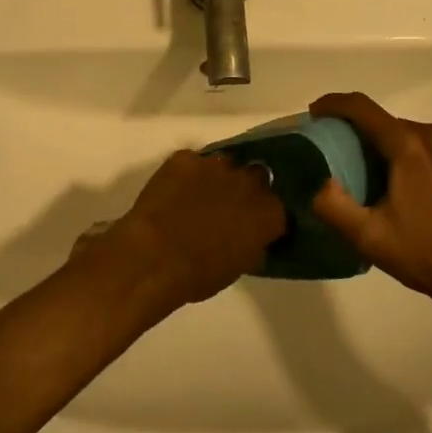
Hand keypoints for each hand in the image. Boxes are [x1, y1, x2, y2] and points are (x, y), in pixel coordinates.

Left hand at [100, 150, 285, 309]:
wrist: (154, 256)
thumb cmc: (199, 274)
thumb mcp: (239, 267)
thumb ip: (253, 244)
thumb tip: (252, 237)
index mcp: (267, 212)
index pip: (277, 208)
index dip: (265, 217)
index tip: (254, 227)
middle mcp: (248, 181)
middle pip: (256, 177)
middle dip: (246, 189)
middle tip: (229, 207)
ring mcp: (215, 165)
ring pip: (224, 164)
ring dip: (217, 177)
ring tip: (200, 195)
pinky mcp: (184, 158)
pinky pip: (191, 162)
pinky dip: (186, 174)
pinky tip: (174, 190)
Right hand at [309, 93, 431, 320]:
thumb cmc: (425, 254)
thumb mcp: (369, 237)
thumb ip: (332, 206)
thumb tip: (315, 181)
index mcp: (409, 145)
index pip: (363, 108)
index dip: (333, 104)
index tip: (312, 114)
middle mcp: (431, 136)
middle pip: (381, 120)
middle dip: (351, 129)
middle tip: (327, 152)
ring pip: (399, 132)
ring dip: (374, 143)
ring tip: (352, 169)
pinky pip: (417, 144)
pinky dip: (395, 152)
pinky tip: (386, 182)